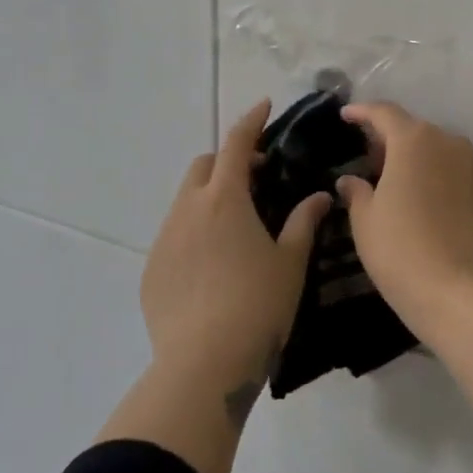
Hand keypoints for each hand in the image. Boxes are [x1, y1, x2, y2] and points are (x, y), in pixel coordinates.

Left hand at [142, 100, 330, 414]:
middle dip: (228, 161)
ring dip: (210, 197)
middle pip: (204, 166)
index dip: (251, 121)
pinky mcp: (152, 270)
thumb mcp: (290, 263)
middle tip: (256, 178)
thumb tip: (320, 196)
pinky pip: (173, 235)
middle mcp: (188, 210)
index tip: (264, 106)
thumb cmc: (257, 306)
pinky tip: (212, 265)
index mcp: (225, 200)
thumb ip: (304, 222)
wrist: (203, 366)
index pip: (236, 144)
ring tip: (236, 226)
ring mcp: (164, 240)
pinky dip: (194, 231)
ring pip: (186, 201)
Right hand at [335, 102, 472, 343]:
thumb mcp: (366, 222)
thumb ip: (356, 192)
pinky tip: (429, 206)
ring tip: (400, 184)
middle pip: (415, 131)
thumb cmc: (403, 252)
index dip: (362, 112)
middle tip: (370, 160)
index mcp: (414, 141)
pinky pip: (459, 175)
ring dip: (418, 160)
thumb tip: (351, 180)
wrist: (466, 297)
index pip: (384, 113)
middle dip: (390, 140)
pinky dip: (440, 180)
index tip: (346, 116)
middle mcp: (450, 144)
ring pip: (440, 153)